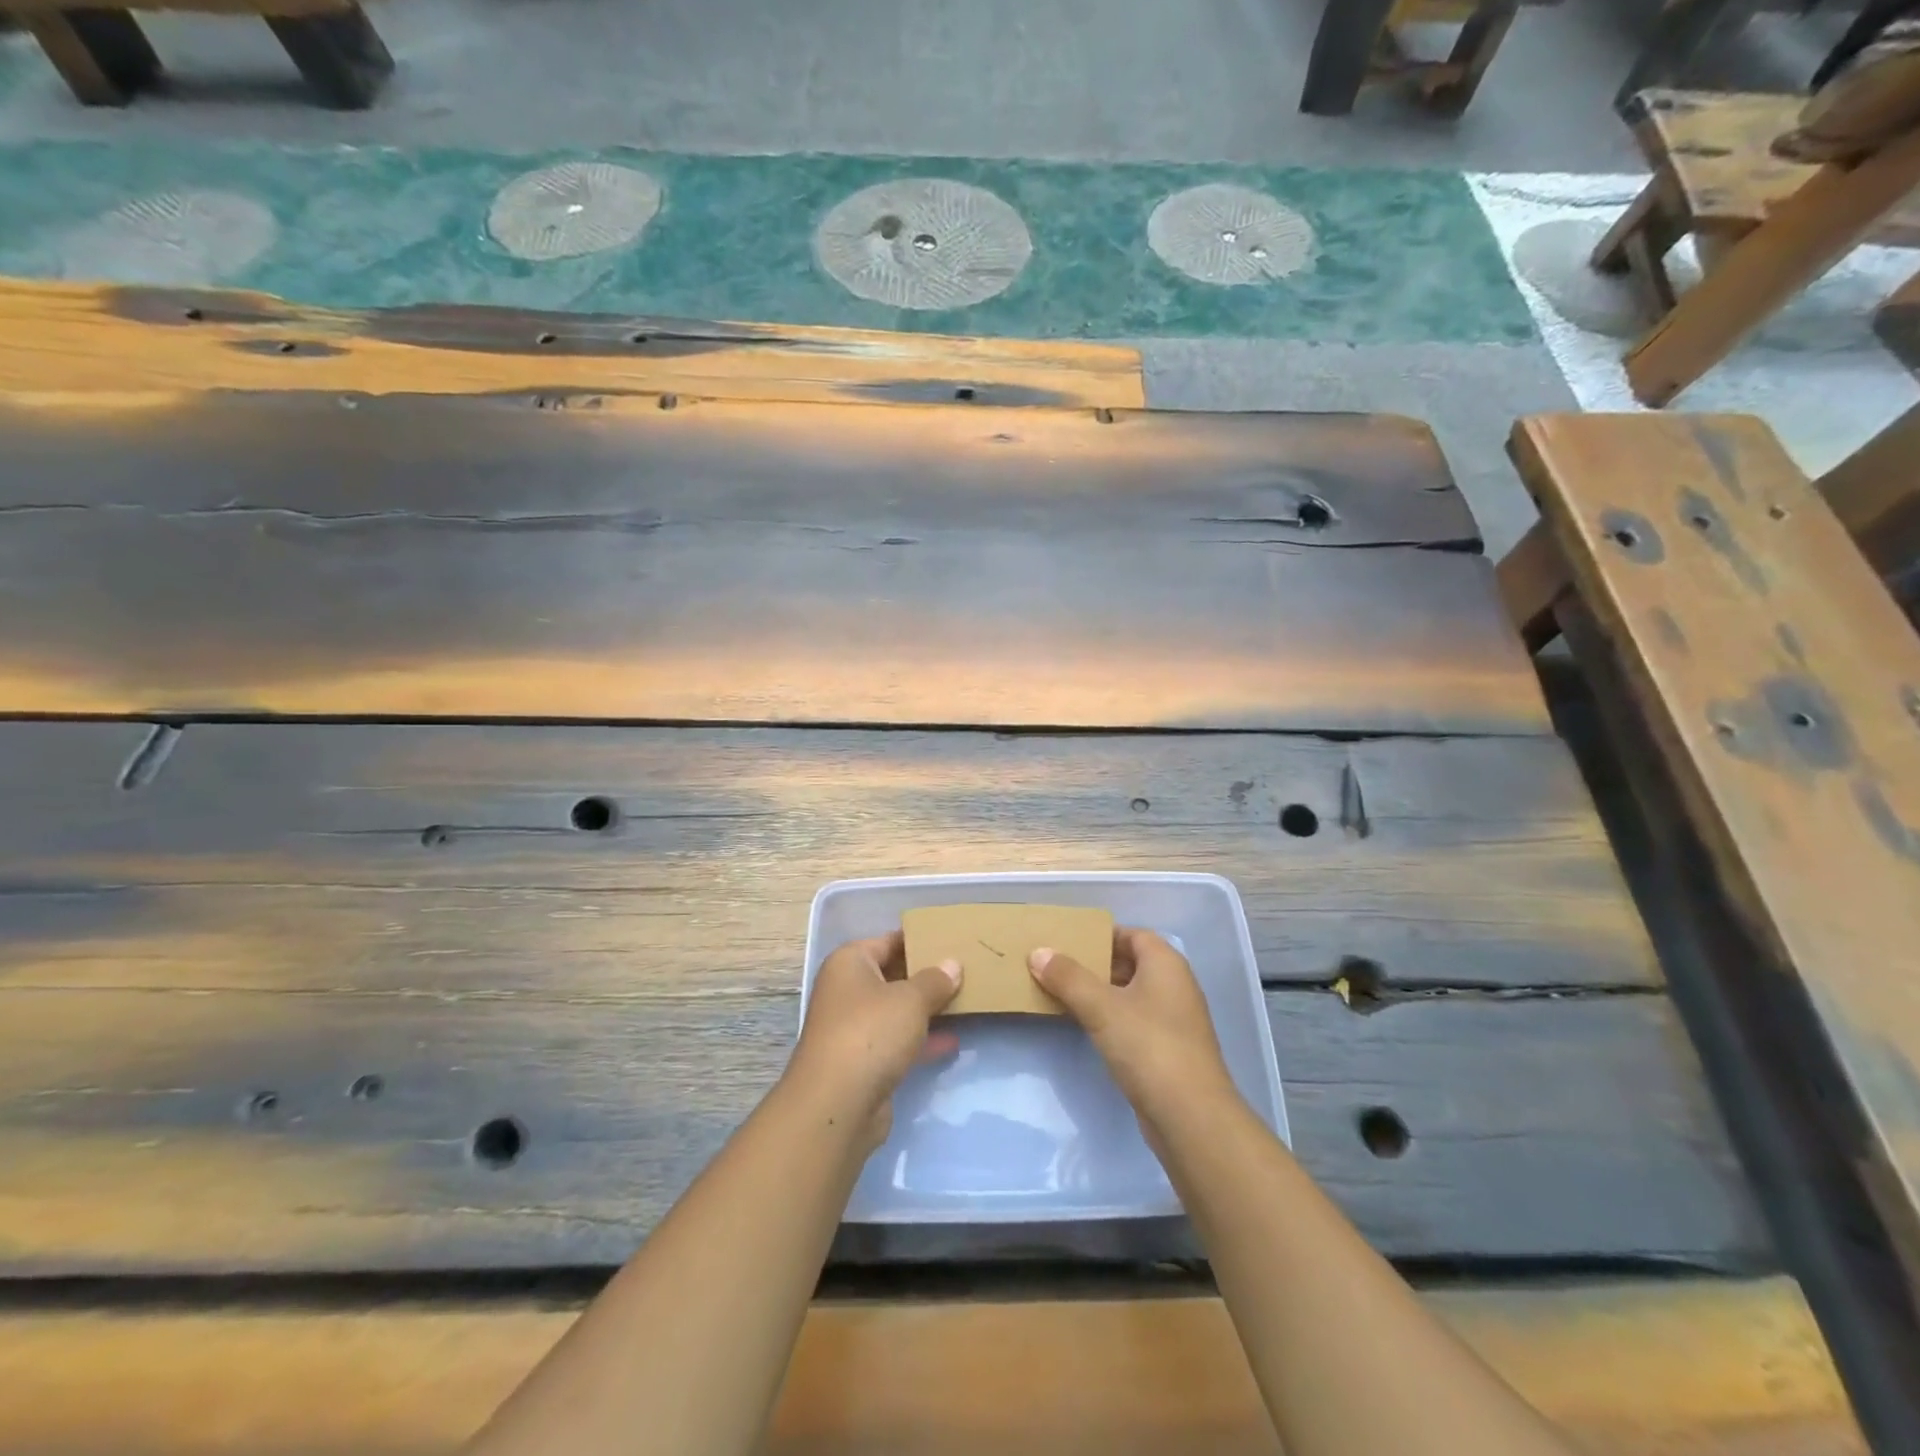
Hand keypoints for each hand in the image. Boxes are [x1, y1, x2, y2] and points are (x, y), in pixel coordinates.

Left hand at [786, 932, 961, 1150]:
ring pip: (896, 1011)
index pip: (889, 941)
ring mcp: (853, 1028)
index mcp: (850, 963)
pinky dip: (921, 1040)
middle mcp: (847, 990)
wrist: (836, 1104)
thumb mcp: (911, 999)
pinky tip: (952, 1041)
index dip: (919, 940)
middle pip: (892, 975)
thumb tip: (952, 964)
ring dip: (926, 1009)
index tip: (952, 940)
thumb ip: (935, 980)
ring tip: (966, 1002)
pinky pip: (897, 1041)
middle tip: (965, 970)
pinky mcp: (862, 1062)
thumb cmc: (871, 1032)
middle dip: (926, 976)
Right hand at [1029, 928, 1237, 1130]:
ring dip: (1100, 993)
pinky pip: (1134, 1021)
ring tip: (1062, 993)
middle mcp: (1175, 985)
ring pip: (1131, 994)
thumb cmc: (1148, 1046)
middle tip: (1057, 967)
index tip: (1068, 941)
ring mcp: (1174, 1020)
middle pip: (1131, 963)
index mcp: (1166, 963)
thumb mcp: (1101, 1007)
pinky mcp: (1168, 1050)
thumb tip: (1038, 952)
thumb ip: (1068, 977)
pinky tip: (1085, 1026)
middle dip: (1095, 964)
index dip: (1101, 935)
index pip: (1132, 934)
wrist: (1190, 1116)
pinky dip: (1111, 1018)